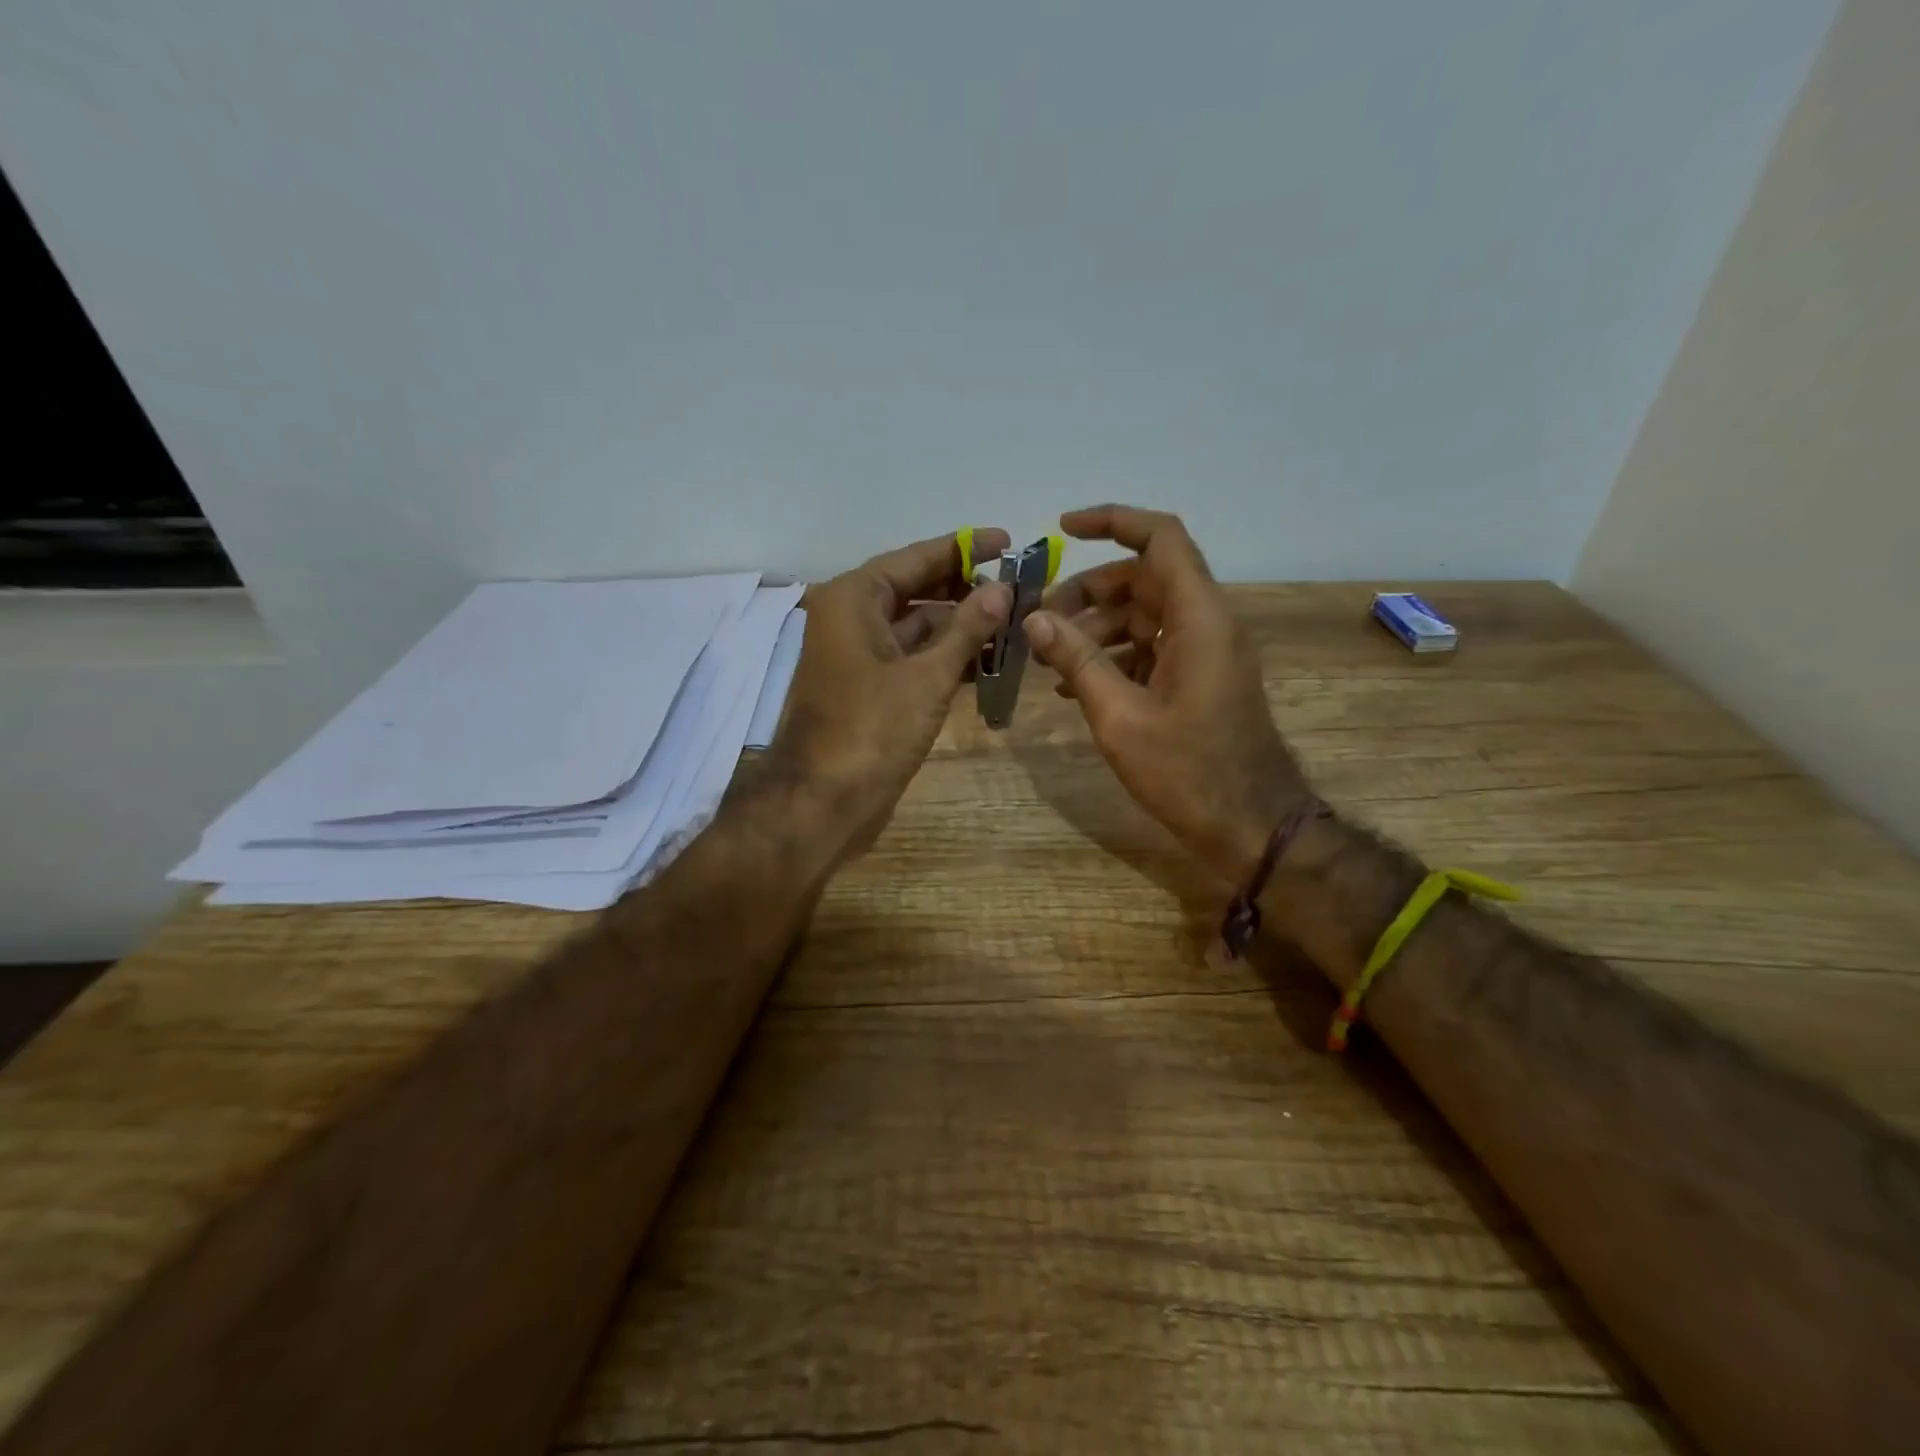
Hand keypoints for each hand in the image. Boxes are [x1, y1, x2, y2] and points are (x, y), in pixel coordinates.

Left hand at [776, 528, 1011, 861]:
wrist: (823, 802)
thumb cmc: (871, 730)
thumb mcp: (927, 676)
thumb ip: (967, 629)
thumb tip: (1003, 589)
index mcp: (853, 599)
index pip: (916, 557)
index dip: (964, 548)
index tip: (1008, 540)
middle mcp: (851, 618)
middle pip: (916, 589)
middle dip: (967, 589)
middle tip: (1019, 587)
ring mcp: (859, 656)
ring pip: (917, 627)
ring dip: (961, 626)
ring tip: (1014, 622)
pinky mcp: (870, 688)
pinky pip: (913, 659)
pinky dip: (946, 658)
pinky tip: (988, 662)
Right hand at [1025, 505, 1311, 883]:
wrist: (1251, 826)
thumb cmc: (1188, 772)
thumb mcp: (1120, 717)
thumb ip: (1078, 661)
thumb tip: (1035, 619)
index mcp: (1199, 619)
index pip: (1161, 539)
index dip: (1113, 521)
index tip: (1062, 529)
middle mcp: (1207, 623)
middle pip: (1145, 578)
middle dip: (1088, 591)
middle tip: (1040, 620)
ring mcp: (1206, 652)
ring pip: (1145, 614)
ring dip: (1097, 627)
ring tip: (1050, 658)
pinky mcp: (1200, 679)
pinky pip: (1153, 647)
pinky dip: (1115, 655)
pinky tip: (1075, 684)